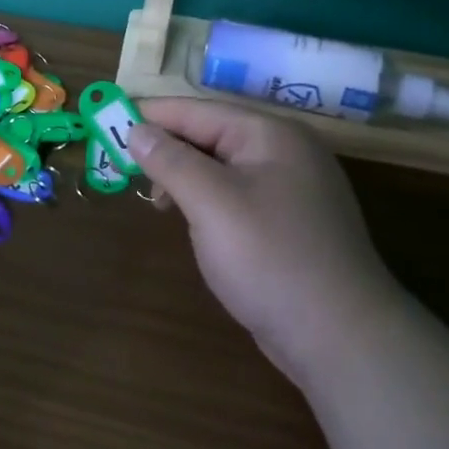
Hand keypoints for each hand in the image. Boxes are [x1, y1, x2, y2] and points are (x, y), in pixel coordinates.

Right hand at [129, 98, 400, 383]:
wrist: (341, 338)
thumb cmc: (269, 258)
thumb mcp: (210, 202)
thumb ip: (170, 160)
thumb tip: (136, 130)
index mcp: (269, 135)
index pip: (196, 110)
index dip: (150, 115)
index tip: (106, 122)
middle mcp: (285, 151)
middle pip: (210, 134)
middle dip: (165, 147)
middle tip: (123, 167)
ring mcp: (292, 188)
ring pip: (221, 166)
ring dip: (183, 176)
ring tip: (156, 201)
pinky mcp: (290, 222)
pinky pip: (236, 194)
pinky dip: (206, 199)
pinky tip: (191, 219)